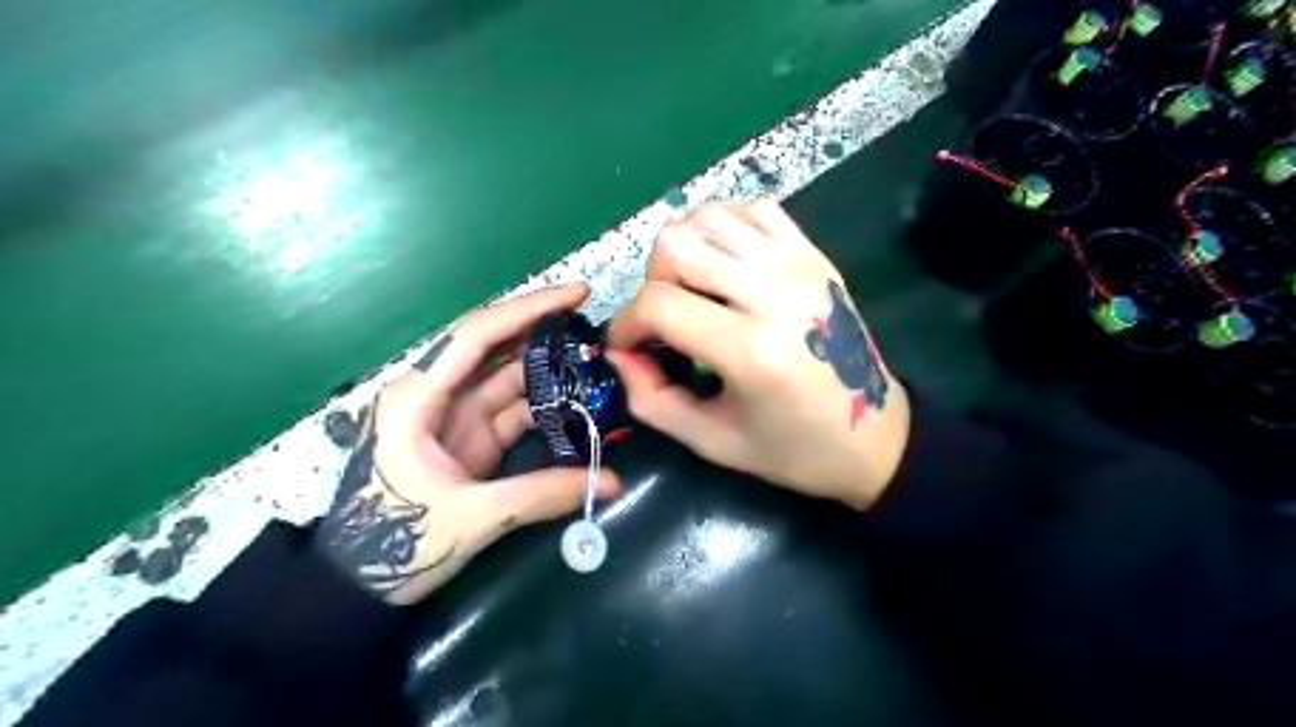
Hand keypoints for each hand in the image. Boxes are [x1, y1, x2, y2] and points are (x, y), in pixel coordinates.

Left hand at [314, 283, 617, 606]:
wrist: (357, 586)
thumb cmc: (395, 543)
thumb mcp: (471, 517)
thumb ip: (542, 494)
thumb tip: (611, 481)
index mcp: (419, 396)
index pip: (478, 335)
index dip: (528, 309)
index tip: (576, 293)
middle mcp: (436, 394)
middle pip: (497, 349)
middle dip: (545, 333)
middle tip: (596, 327)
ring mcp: (455, 417)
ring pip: (509, 378)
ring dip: (550, 370)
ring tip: (597, 362)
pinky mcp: (470, 440)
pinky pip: (514, 411)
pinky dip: (545, 406)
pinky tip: (578, 402)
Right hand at [609, 200, 908, 510]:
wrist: (875, 435)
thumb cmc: (793, 449)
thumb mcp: (712, 442)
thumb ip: (651, 400)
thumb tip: (618, 354)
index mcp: (751, 349)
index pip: (658, 303)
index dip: (625, 324)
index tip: (626, 347)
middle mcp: (774, 292)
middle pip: (677, 243)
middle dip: (651, 281)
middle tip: (663, 319)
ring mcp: (798, 264)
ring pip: (709, 216)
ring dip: (683, 250)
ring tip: (692, 291)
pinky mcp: (813, 253)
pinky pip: (751, 210)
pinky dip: (723, 230)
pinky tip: (725, 268)